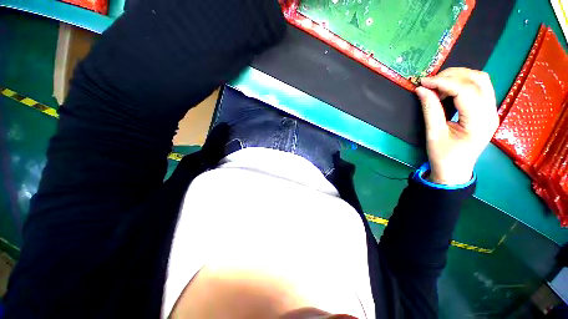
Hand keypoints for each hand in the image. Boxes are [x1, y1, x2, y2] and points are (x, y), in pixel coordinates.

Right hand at [415, 68, 498, 185]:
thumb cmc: (443, 156)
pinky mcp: (486, 111)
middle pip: (478, 80)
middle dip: (452, 75)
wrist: (455, 171)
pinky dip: (461, 83)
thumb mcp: (434, 134)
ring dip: (458, 77)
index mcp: (479, 122)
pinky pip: (478, 88)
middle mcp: (491, 112)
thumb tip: (421, 89)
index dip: (443, 82)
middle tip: (429, 82)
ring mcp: (491, 111)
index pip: (465, 90)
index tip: (423, 82)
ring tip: (437, 84)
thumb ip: (430, 110)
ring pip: (480, 80)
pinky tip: (447, 90)